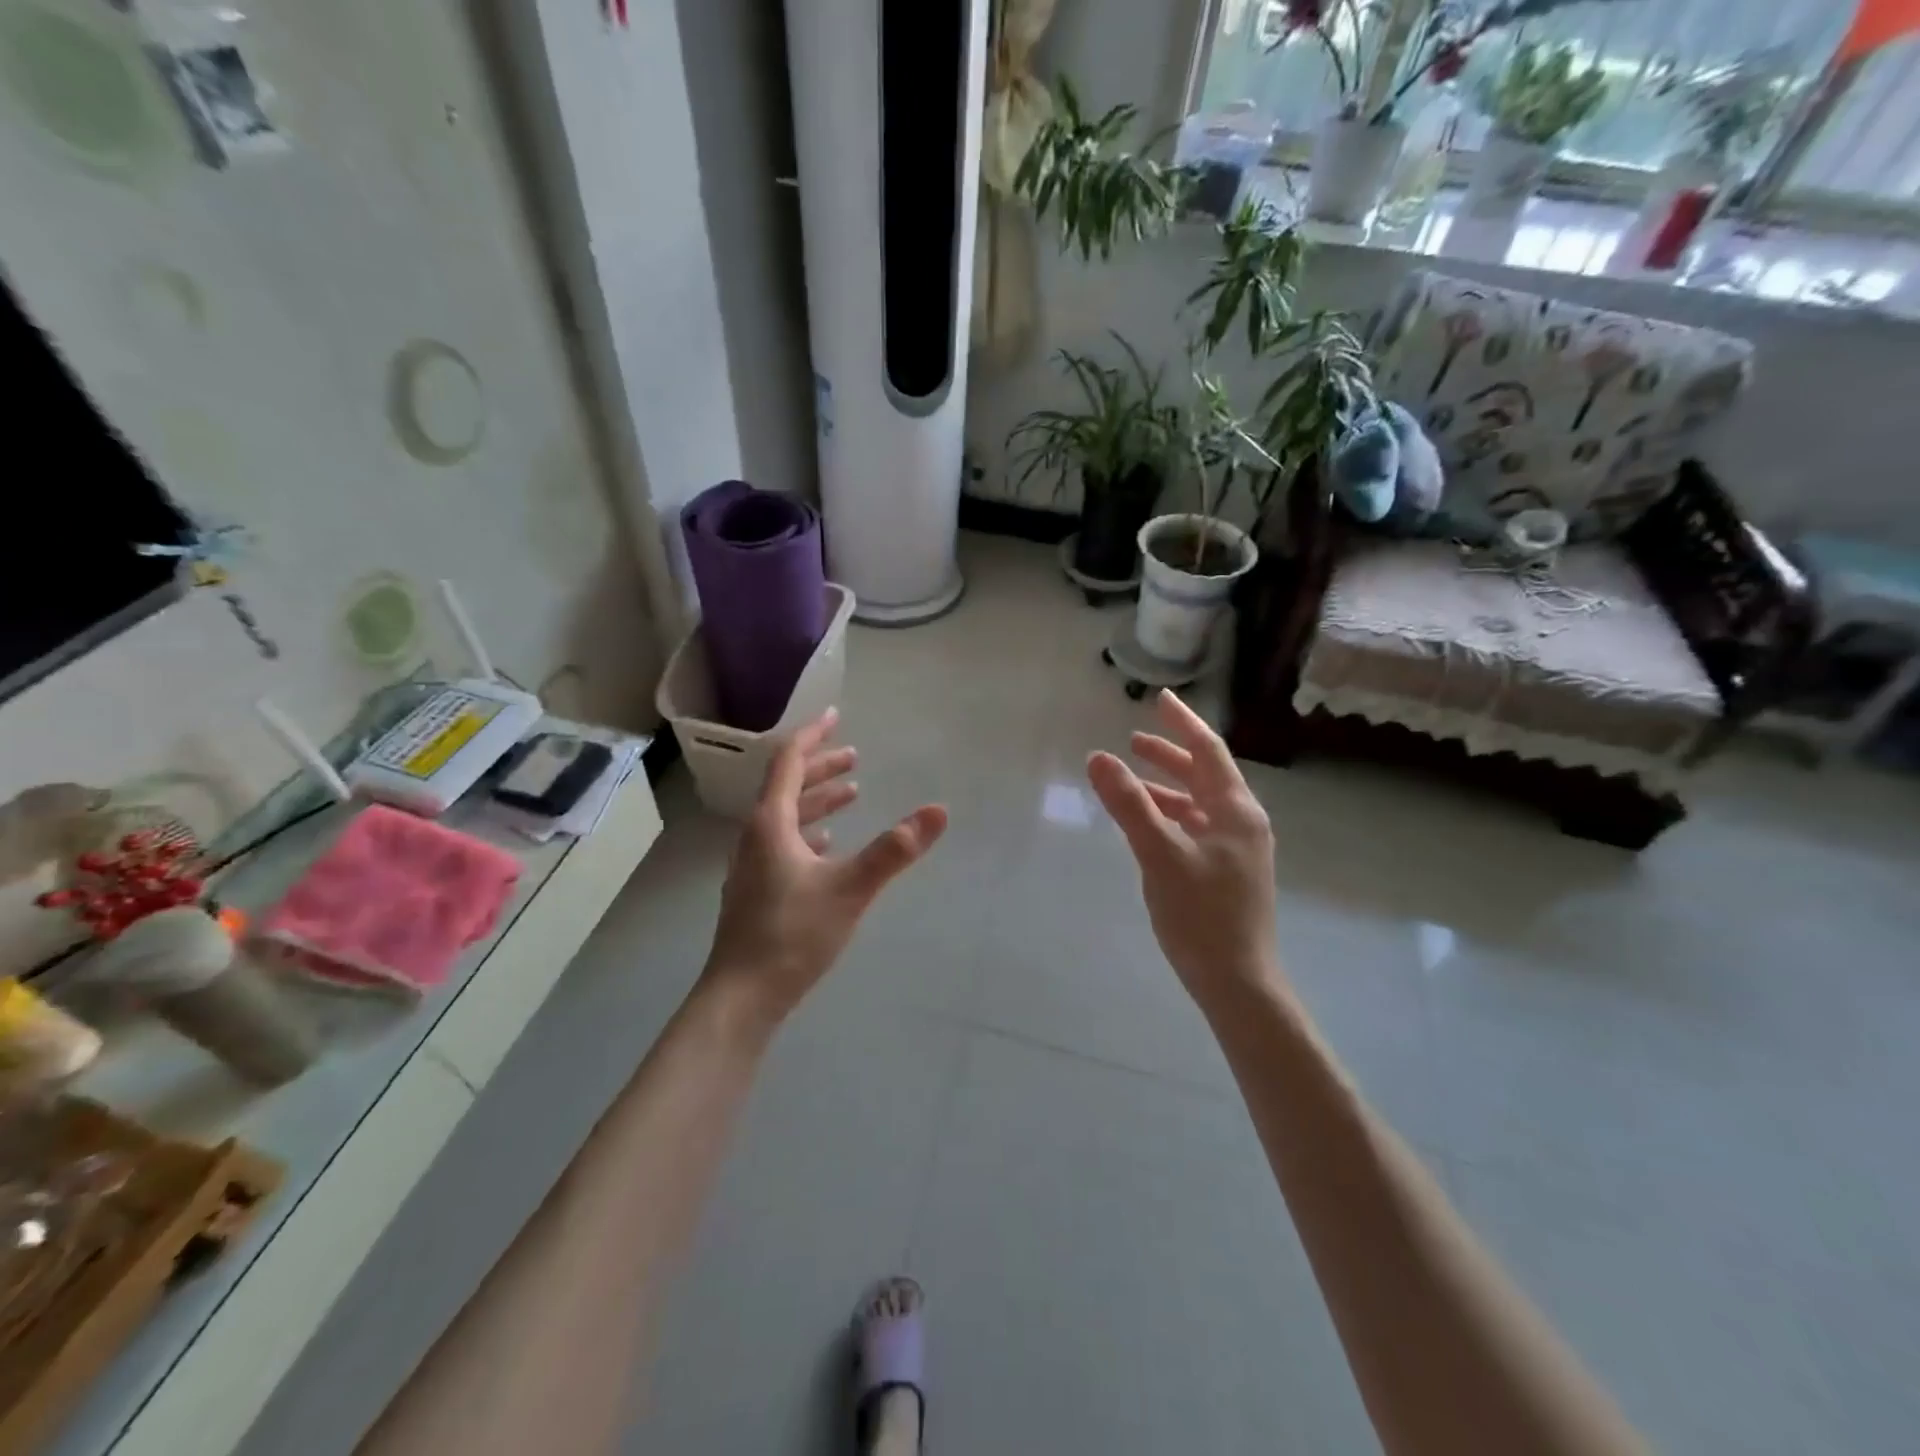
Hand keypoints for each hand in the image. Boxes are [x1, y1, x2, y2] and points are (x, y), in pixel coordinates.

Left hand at [703, 708, 946, 1025]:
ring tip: (851, 792)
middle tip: (855, 756)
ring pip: (787, 817)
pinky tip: (828, 844)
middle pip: (787, 787)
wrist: (742, 997)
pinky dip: (810, 832)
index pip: (789, 763)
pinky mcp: (758, 891)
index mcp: (771, 824)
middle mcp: (756, 837)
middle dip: (821, 767)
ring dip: (818, 799)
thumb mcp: (850, 888)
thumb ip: (894, 850)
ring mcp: (753, 865)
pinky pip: (785, 844)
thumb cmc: (792, 935)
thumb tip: (938, 811)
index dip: (813, 736)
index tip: (835, 716)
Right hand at [1085, 690, 1284, 1013]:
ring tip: (1133, 777)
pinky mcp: (1228, 872)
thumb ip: (1129, 804)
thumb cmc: (1201, 915)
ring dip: (1168, 786)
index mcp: (1235, 810)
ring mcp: (1238, 849)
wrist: (1237, 981)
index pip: (1208, 751)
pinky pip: (1197, 827)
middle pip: (1205, 775)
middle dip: (1170, 754)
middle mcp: (1243, 823)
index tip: (1160, 699)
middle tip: (1135, 740)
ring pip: (1200, 803)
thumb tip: (1098, 758)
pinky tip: (1148, 824)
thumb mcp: (1159, 854)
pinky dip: (1171, 815)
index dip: (1182, 723)